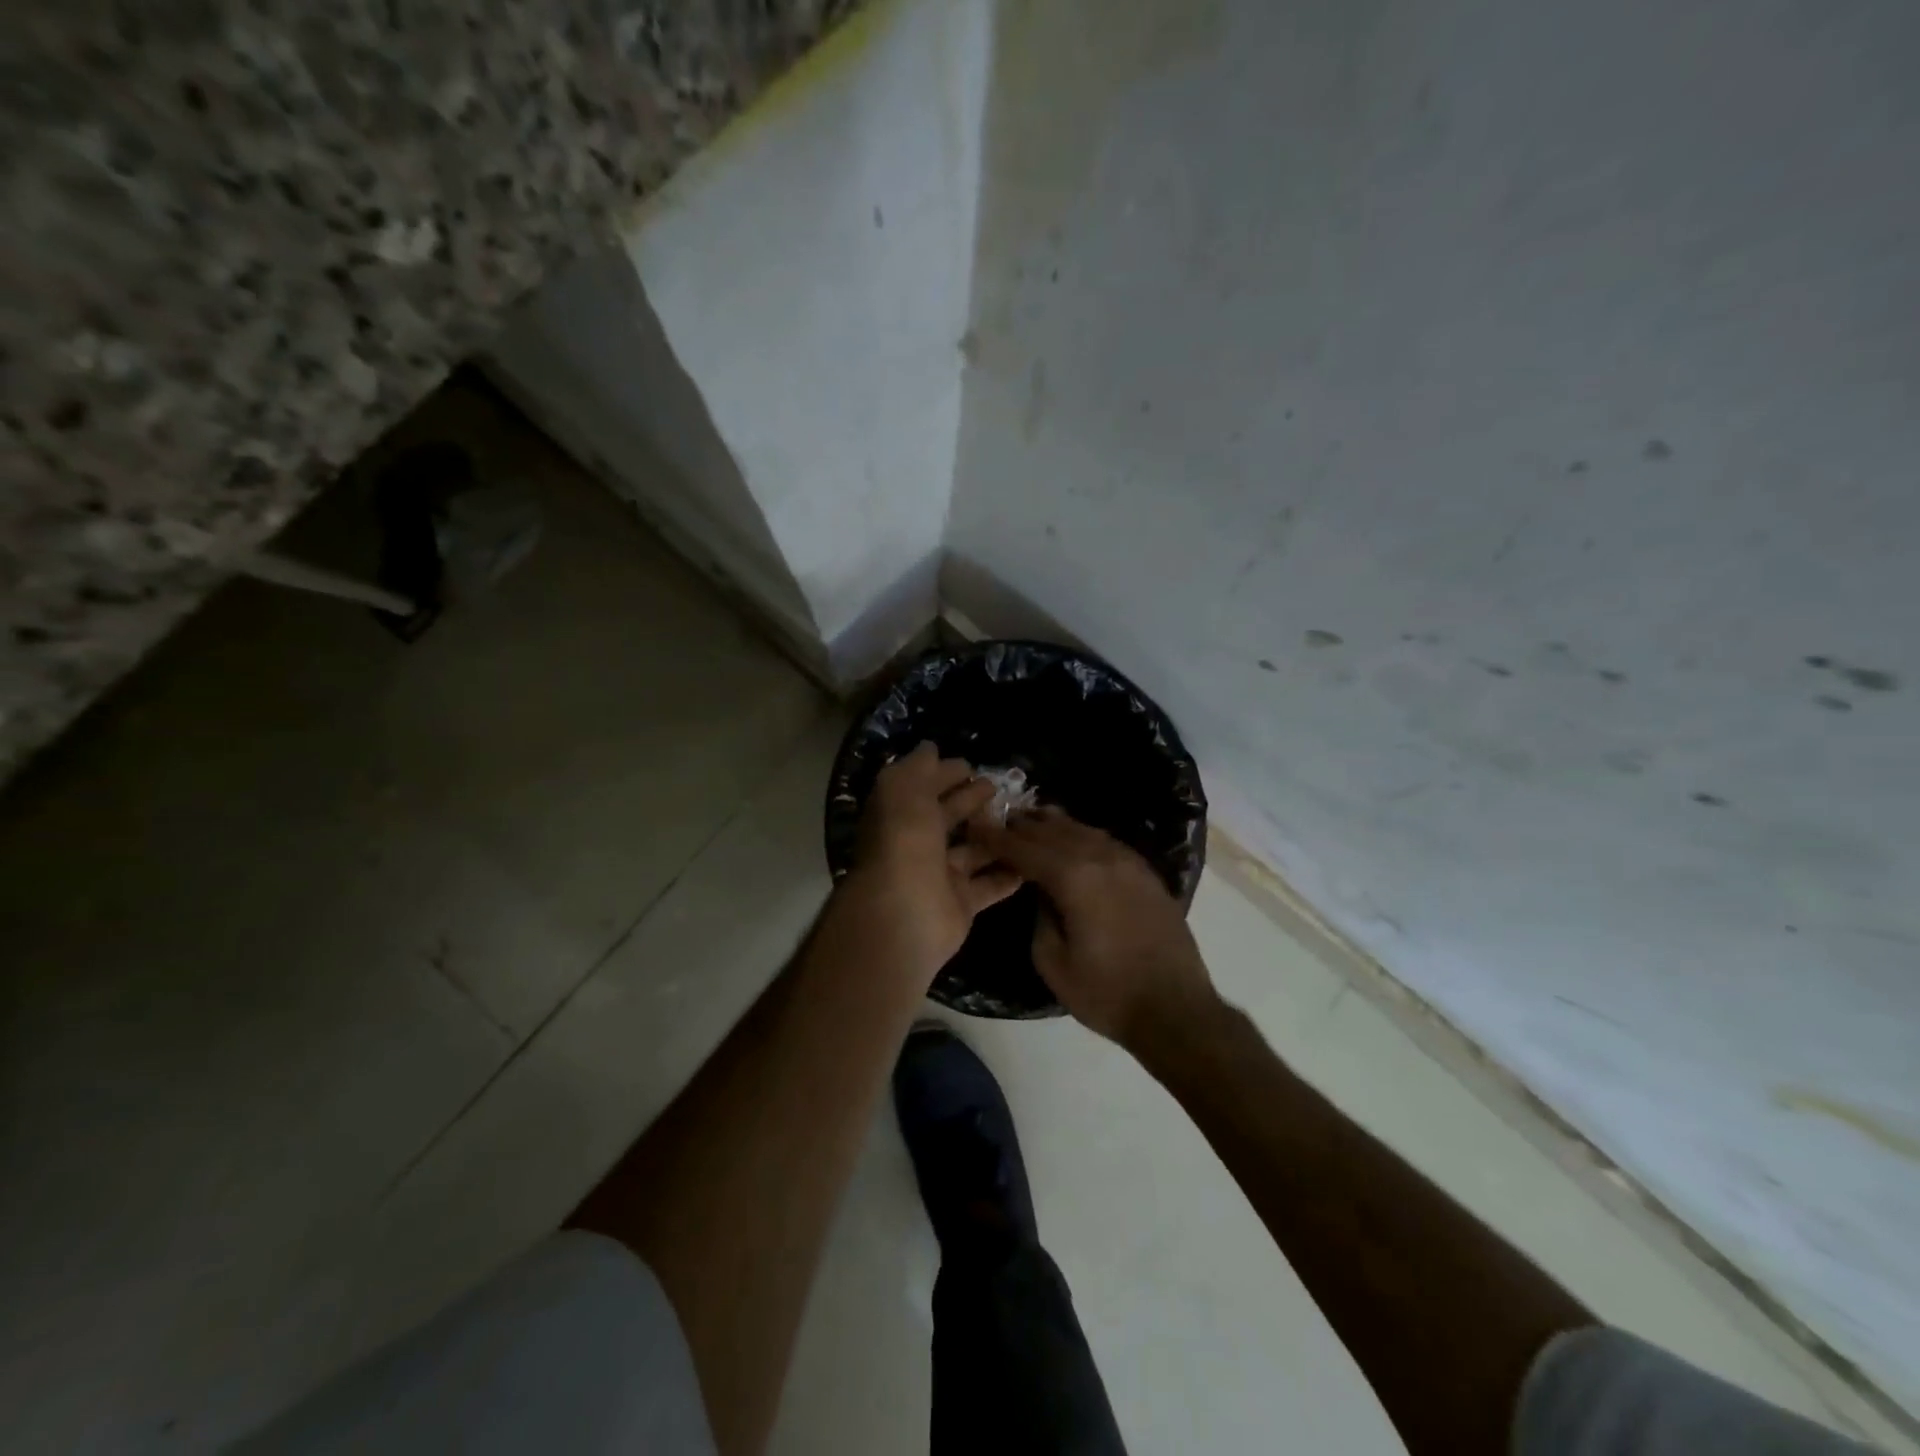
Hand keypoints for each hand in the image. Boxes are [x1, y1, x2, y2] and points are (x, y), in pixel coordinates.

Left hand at [841, 743, 1022, 982]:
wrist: (905, 914)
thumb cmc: (904, 842)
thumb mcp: (904, 790)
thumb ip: (918, 767)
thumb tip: (930, 748)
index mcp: (898, 815)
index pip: (922, 788)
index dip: (944, 774)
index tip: (972, 765)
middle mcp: (916, 844)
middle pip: (947, 817)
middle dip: (971, 800)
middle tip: (1000, 788)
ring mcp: (938, 876)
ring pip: (972, 850)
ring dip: (994, 835)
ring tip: (1024, 819)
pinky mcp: (961, 904)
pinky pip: (989, 885)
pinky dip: (1008, 873)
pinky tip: (1032, 858)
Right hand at [972, 808, 1215, 1046]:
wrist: (1176, 1010)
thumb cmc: (1106, 993)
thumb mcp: (1052, 962)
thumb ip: (1039, 916)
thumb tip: (1041, 891)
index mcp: (1074, 877)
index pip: (1025, 848)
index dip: (997, 837)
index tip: (976, 826)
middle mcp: (1101, 857)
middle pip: (1053, 831)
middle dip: (1023, 825)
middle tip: (999, 819)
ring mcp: (1129, 862)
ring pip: (1083, 830)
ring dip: (1053, 824)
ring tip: (1031, 820)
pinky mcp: (1146, 874)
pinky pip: (1106, 841)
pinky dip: (1082, 834)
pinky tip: (1074, 839)